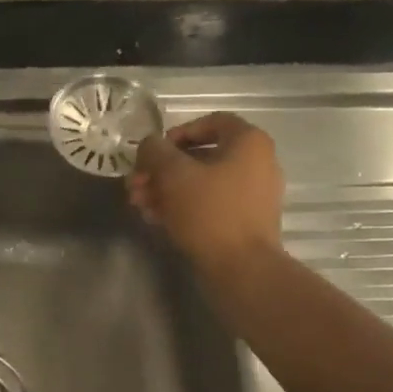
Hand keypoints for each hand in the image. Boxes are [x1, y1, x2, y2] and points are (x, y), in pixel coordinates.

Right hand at [128, 112, 284, 276]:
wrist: (243, 270)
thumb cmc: (210, 212)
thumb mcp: (174, 175)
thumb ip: (156, 152)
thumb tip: (149, 145)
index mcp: (249, 142)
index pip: (211, 122)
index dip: (177, 133)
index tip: (154, 152)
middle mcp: (257, 163)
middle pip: (201, 156)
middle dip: (162, 168)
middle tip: (135, 183)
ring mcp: (252, 195)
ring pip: (202, 182)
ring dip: (167, 189)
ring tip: (139, 204)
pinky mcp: (244, 222)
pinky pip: (210, 204)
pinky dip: (183, 206)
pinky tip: (155, 218)